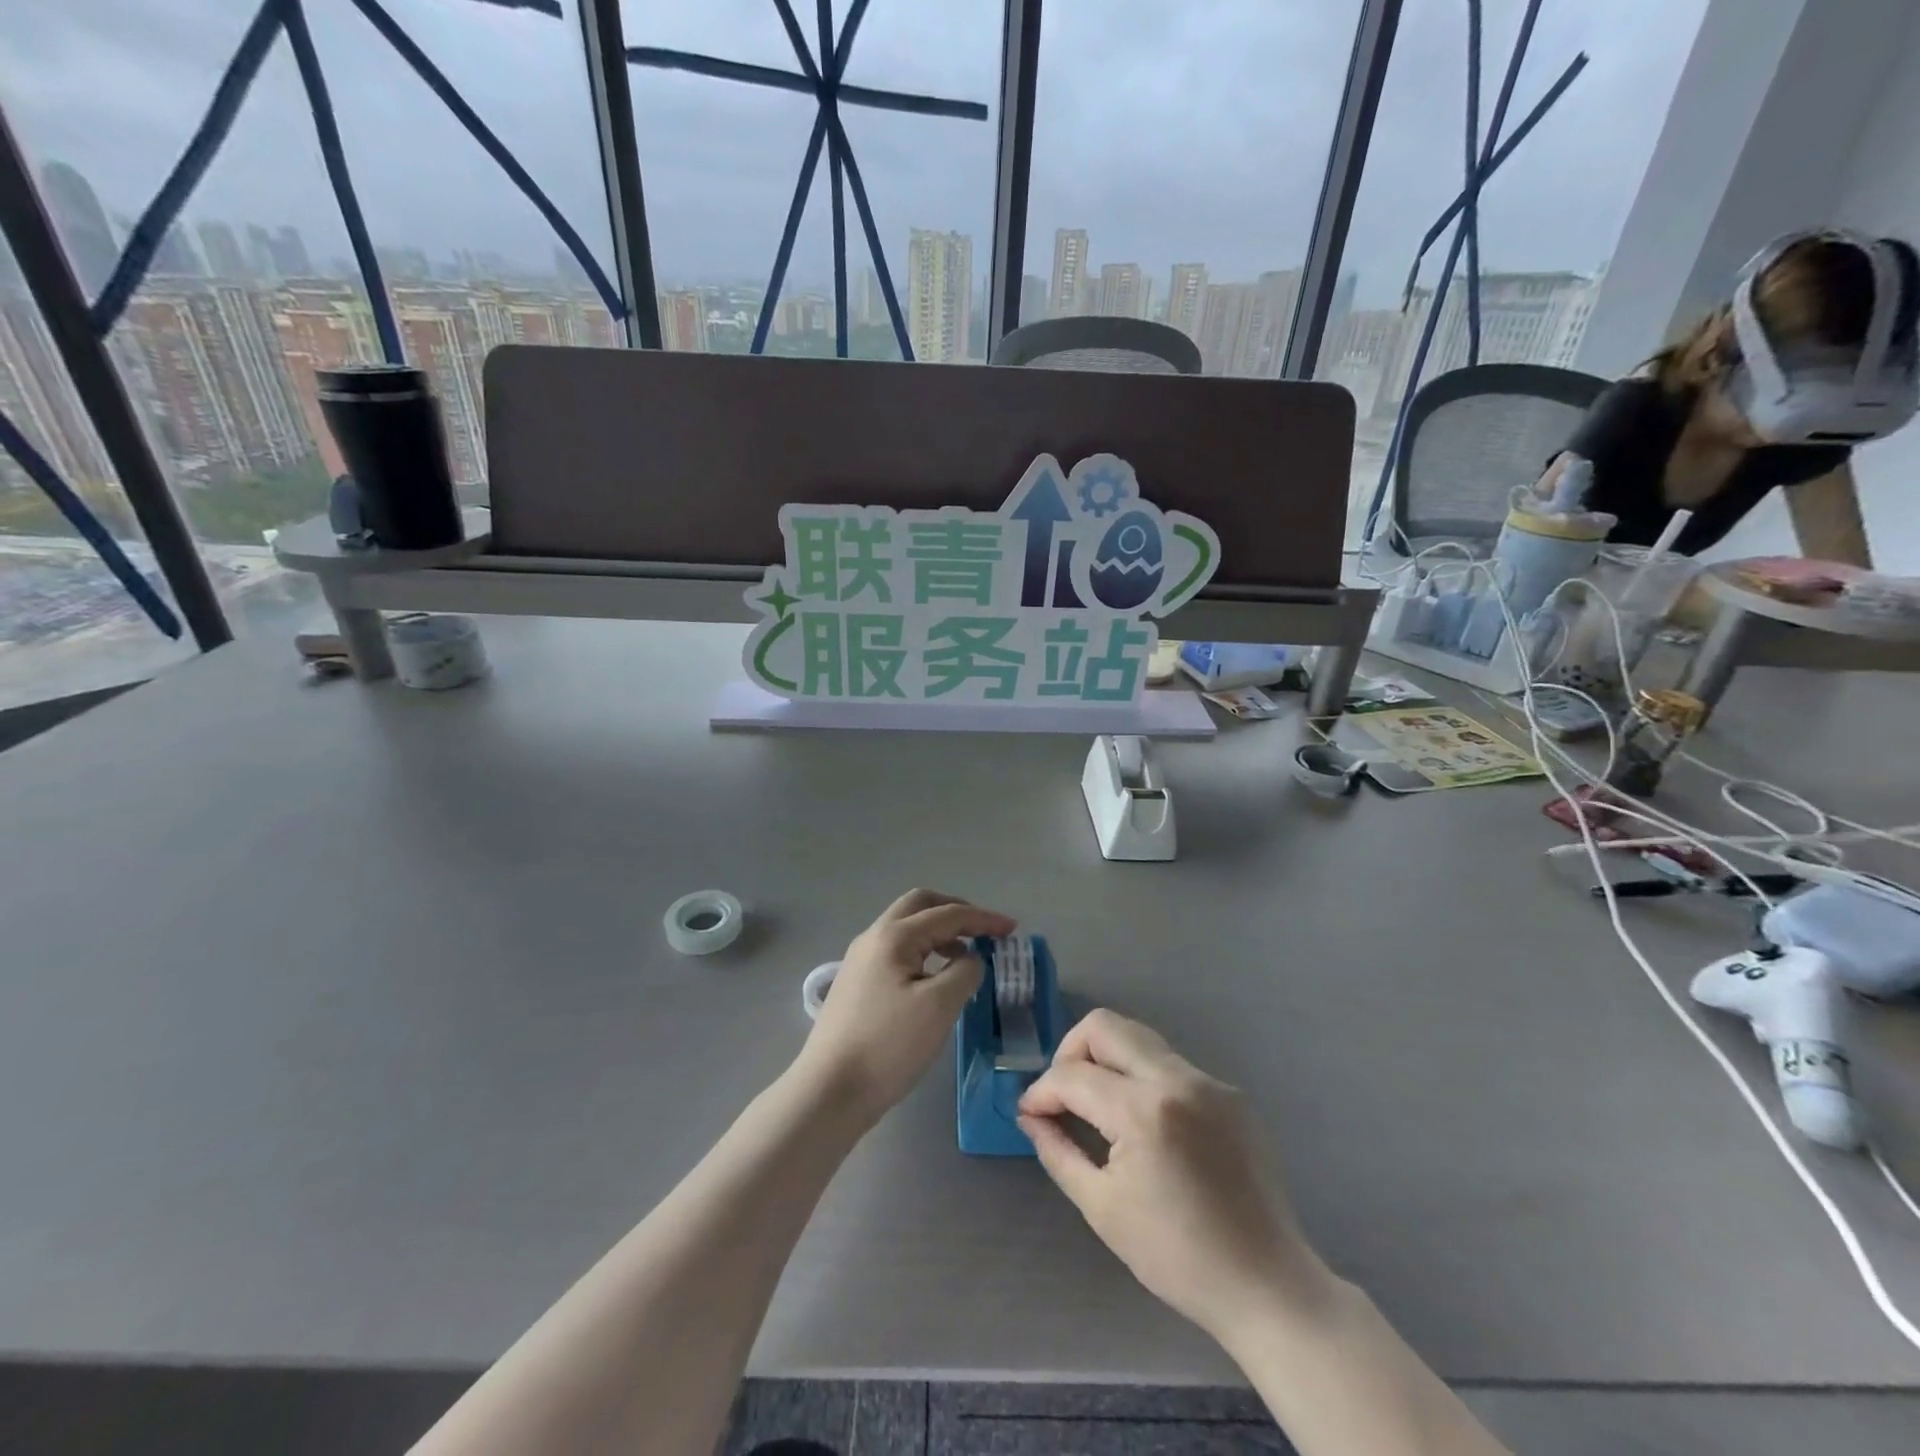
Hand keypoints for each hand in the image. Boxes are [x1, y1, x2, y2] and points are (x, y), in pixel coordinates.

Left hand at [796, 890, 1015, 1126]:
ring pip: (906, 929)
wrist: (829, 1090)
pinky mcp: (856, 984)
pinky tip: (935, 979)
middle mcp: (873, 938)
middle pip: (919, 906)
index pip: (947, 914)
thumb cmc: (889, 1045)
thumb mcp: (940, 1006)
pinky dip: (923, 952)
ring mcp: (860, 960)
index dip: (983, 919)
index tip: (1011, 928)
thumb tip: (969, 959)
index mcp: (893, 936)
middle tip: (983, 930)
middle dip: (955, 912)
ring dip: (939, 932)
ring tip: (965, 958)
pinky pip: (897, 952)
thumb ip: (965, 971)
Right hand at [1017, 1010, 1327, 1340]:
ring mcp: (1209, 1081)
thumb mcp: (1102, 1207)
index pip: (1072, 1074)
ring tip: (1099, 1106)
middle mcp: (1177, 1079)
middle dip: (1071, 1052)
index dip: (1041, 1091)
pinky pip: (1171, 1066)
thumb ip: (1058, 1150)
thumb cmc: (1177, 1257)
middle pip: (1104, 1025)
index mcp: (1143, 1110)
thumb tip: (1031, 1115)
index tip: (1031, 1113)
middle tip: (1064, 1094)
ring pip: (1138, 1039)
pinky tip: (1147, 1126)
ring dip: (1107, 1061)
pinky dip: (1143, 1080)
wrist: (1267, 1285)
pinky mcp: (1230, 1093)